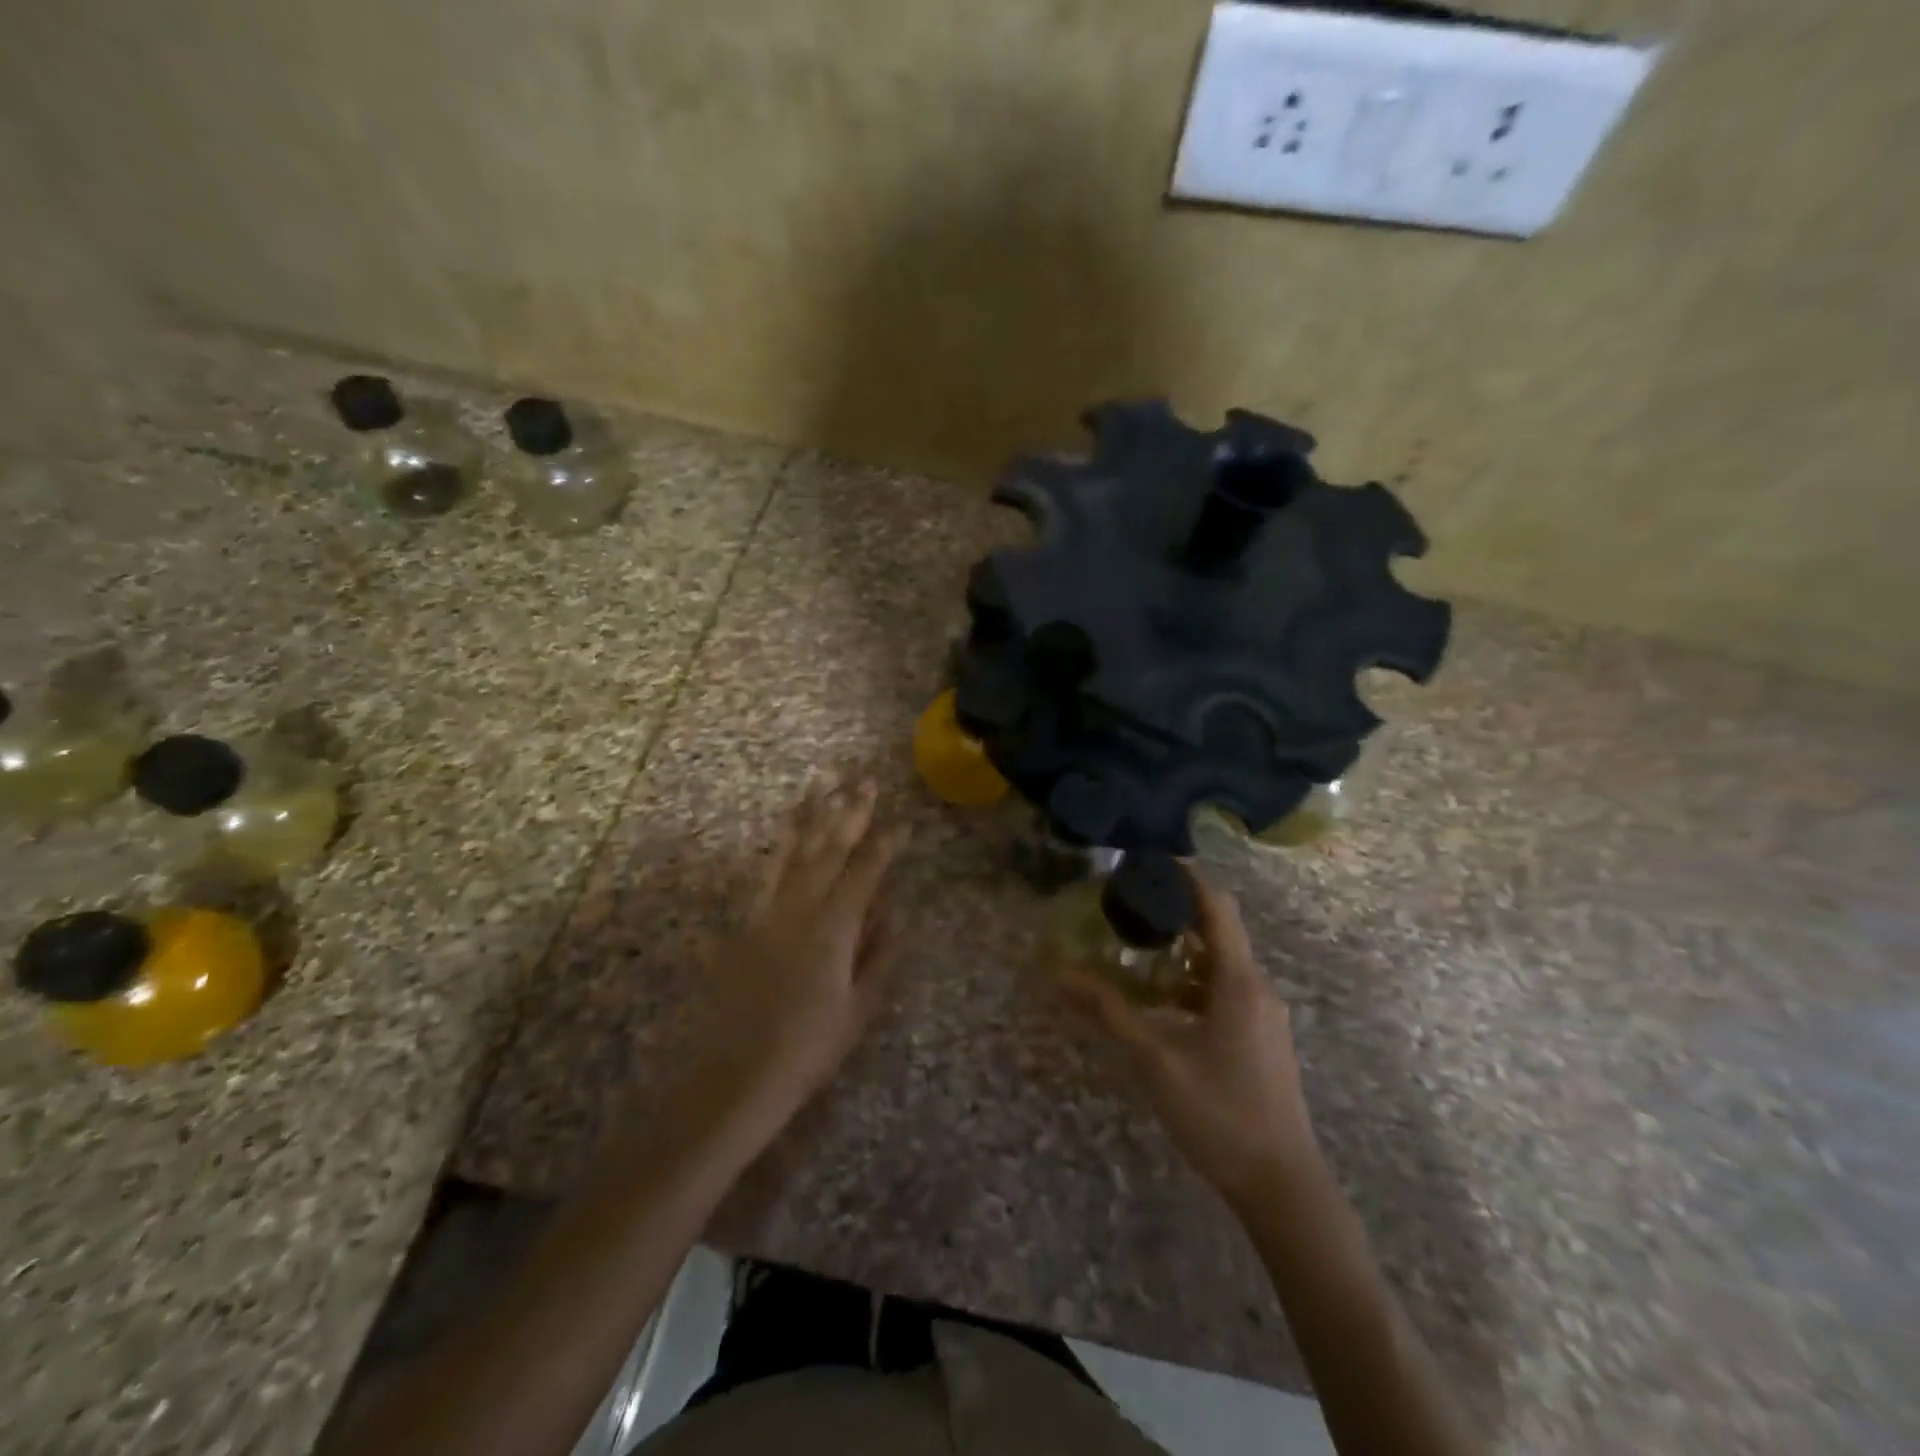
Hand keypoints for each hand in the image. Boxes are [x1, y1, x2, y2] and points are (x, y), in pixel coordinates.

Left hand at [694, 781, 905, 1121]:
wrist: (737, 1074)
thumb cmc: (809, 1048)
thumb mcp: (859, 1008)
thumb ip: (879, 957)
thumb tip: (895, 915)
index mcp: (835, 929)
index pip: (865, 874)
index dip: (885, 846)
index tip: (901, 822)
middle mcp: (801, 909)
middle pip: (829, 850)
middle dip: (851, 813)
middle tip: (866, 781)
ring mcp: (769, 911)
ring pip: (794, 851)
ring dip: (812, 815)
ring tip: (824, 783)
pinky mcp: (746, 921)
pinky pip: (766, 871)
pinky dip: (780, 844)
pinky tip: (786, 827)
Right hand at [1062, 872, 1317, 1207]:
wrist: (1283, 1185)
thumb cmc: (1219, 1113)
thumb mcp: (1155, 1059)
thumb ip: (1109, 1012)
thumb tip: (1059, 976)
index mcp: (1239, 981)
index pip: (1217, 906)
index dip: (1186, 878)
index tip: (1148, 864)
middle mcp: (1257, 988)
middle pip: (1218, 930)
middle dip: (1175, 913)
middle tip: (1129, 907)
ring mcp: (1263, 1015)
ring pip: (1221, 964)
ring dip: (1181, 952)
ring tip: (1135, 951)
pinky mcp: (1261, 1038)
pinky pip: (1225, 991)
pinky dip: (1192, 982)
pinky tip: (1160, 1003)